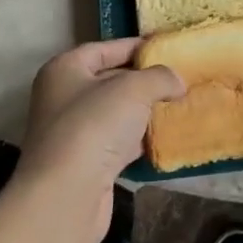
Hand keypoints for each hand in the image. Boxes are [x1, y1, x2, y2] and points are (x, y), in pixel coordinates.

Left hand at [14, 39, 182, 242]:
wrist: (66, 196)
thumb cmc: (94, 126)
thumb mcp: (134, 88)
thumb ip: (160, 77)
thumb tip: (177, 82)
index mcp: (65, 69)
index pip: (106, 48)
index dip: (136, 46)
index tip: (167, 48)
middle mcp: (63, 97)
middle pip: (110, 80)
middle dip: (144, 80)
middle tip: (179, 78)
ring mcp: (73, 132)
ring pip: (116, 113)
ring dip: (144, 111)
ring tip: (178, 105)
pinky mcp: (85, 163)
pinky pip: (117, 142)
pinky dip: (138, 139)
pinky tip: (164, 137)